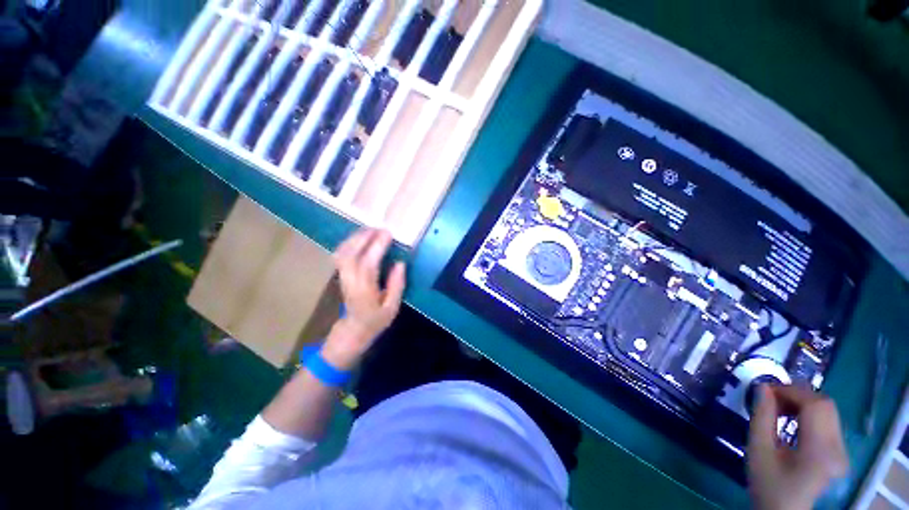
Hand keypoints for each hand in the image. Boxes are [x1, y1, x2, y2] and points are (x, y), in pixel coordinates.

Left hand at [321, 229, 405, 369]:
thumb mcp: (392, 307)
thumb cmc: (376, 319)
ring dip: (356, 237)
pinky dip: (349, 242)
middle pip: (352, 253)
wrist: (354, 329)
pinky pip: (340, 253)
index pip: (368, 263)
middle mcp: (351, 281)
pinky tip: (359, 237)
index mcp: (365, 290)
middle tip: (380, 227)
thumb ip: (397, 285)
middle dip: (365, 237)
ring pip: (343, 252)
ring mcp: (343, 276)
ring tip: (371, 229)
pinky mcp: (341, 274)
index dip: (377, 246)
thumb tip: (400, 263)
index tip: (388, 234)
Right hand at [747, 384, 848, 509]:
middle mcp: (838, 447)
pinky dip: (809, 413)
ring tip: (779, 408)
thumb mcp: (758, 451)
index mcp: (820, 450)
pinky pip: (828, 421)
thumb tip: (763, 387)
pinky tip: (792, 419)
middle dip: (797, 394)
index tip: (766, 389)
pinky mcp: (840, 452)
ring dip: (802, 402)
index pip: (815, 405)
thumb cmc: (768, 484)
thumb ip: (761, 417)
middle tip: (771, 396)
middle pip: (825, 405)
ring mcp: (842, 450)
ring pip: (828, 411)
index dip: (791, 390)